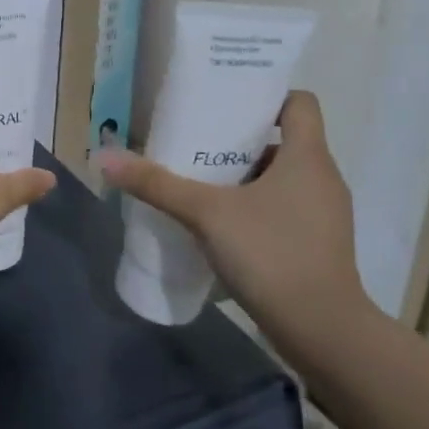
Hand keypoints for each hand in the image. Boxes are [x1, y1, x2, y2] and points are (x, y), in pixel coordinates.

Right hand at [99, 92, 370, 356]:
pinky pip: (286, 208)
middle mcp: (323, 178)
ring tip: (201, 181)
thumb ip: (156, 184)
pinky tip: (221, 224)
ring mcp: (324, 214)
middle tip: (197, 140)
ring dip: (245, 176)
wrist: (323, 333)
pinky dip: (256, 206)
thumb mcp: (206, 213)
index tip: (227, 101)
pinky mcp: (318, 244)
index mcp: (308, 156)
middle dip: (241, 139)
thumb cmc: (272, 254)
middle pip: (284, 140)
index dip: (267, 95)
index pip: (299, 102)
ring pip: (283, 177)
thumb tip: (104, 156)